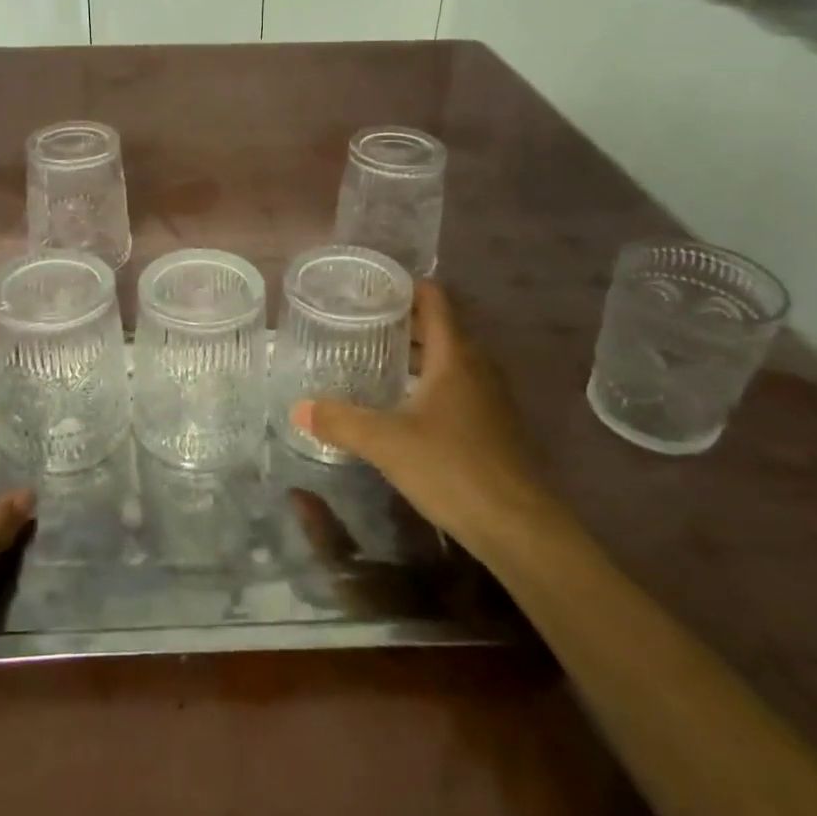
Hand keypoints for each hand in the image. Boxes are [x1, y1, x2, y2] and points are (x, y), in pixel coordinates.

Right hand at [291, 283, 561, 560]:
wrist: (518, 528)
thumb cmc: (452, 468)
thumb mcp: (386, 442)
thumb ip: (340, 421)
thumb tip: (297, 408)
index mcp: (455, 356)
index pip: (433, 300)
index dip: (404, 287)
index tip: (369, 288)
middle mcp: (476, 367)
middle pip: (438, 329)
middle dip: (400, 323)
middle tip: (357, 324)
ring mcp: (489, 398)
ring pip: (448, 361)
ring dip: (415, 356)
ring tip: (372, 360)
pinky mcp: (492, 427)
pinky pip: (456, 388)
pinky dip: (428, 384)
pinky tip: (400, 406)